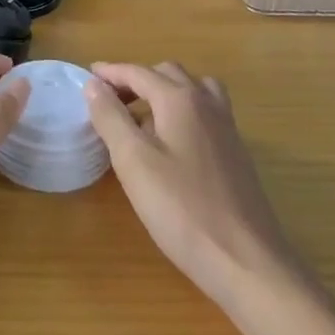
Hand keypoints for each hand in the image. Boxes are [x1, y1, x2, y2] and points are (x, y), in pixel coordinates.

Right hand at [86, 61, 299, 311]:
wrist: (248, 262)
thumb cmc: (183, 210)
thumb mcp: (134, 162)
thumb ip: (111, 118)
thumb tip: (93, 85)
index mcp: (180, 99)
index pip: (139, 72)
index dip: (111, 72)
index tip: (87, 76)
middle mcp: (207, 103)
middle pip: (167, 74)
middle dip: (136, 80)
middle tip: (110, 100)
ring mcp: (227, 128)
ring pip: (193, 89)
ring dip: (164, 91)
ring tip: (142, 115)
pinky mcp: (237, 153)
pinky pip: (206, 112)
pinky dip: (183, 110)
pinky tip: (172, 142)